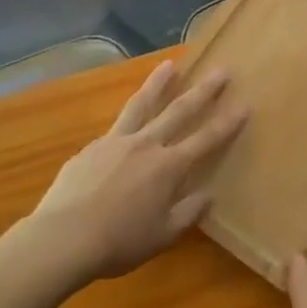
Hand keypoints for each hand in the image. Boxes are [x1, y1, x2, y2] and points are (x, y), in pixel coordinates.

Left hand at [25, 60, 246, 280]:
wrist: (62, 238)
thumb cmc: (118, 242)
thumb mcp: (162, 236)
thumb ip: (188, 213)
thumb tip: (208, 195)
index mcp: (168, 167)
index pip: (206, 140)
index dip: (227, 123)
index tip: (244, 104)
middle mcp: (146, 145)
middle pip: (179, 111)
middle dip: (203, 91)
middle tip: (220, 71)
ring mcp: (116, 142)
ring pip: (141, 105)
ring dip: (158, 84)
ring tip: (169, 65)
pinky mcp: (91, 148)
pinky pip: (115, 129)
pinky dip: (127, 120)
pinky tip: (127, 124)